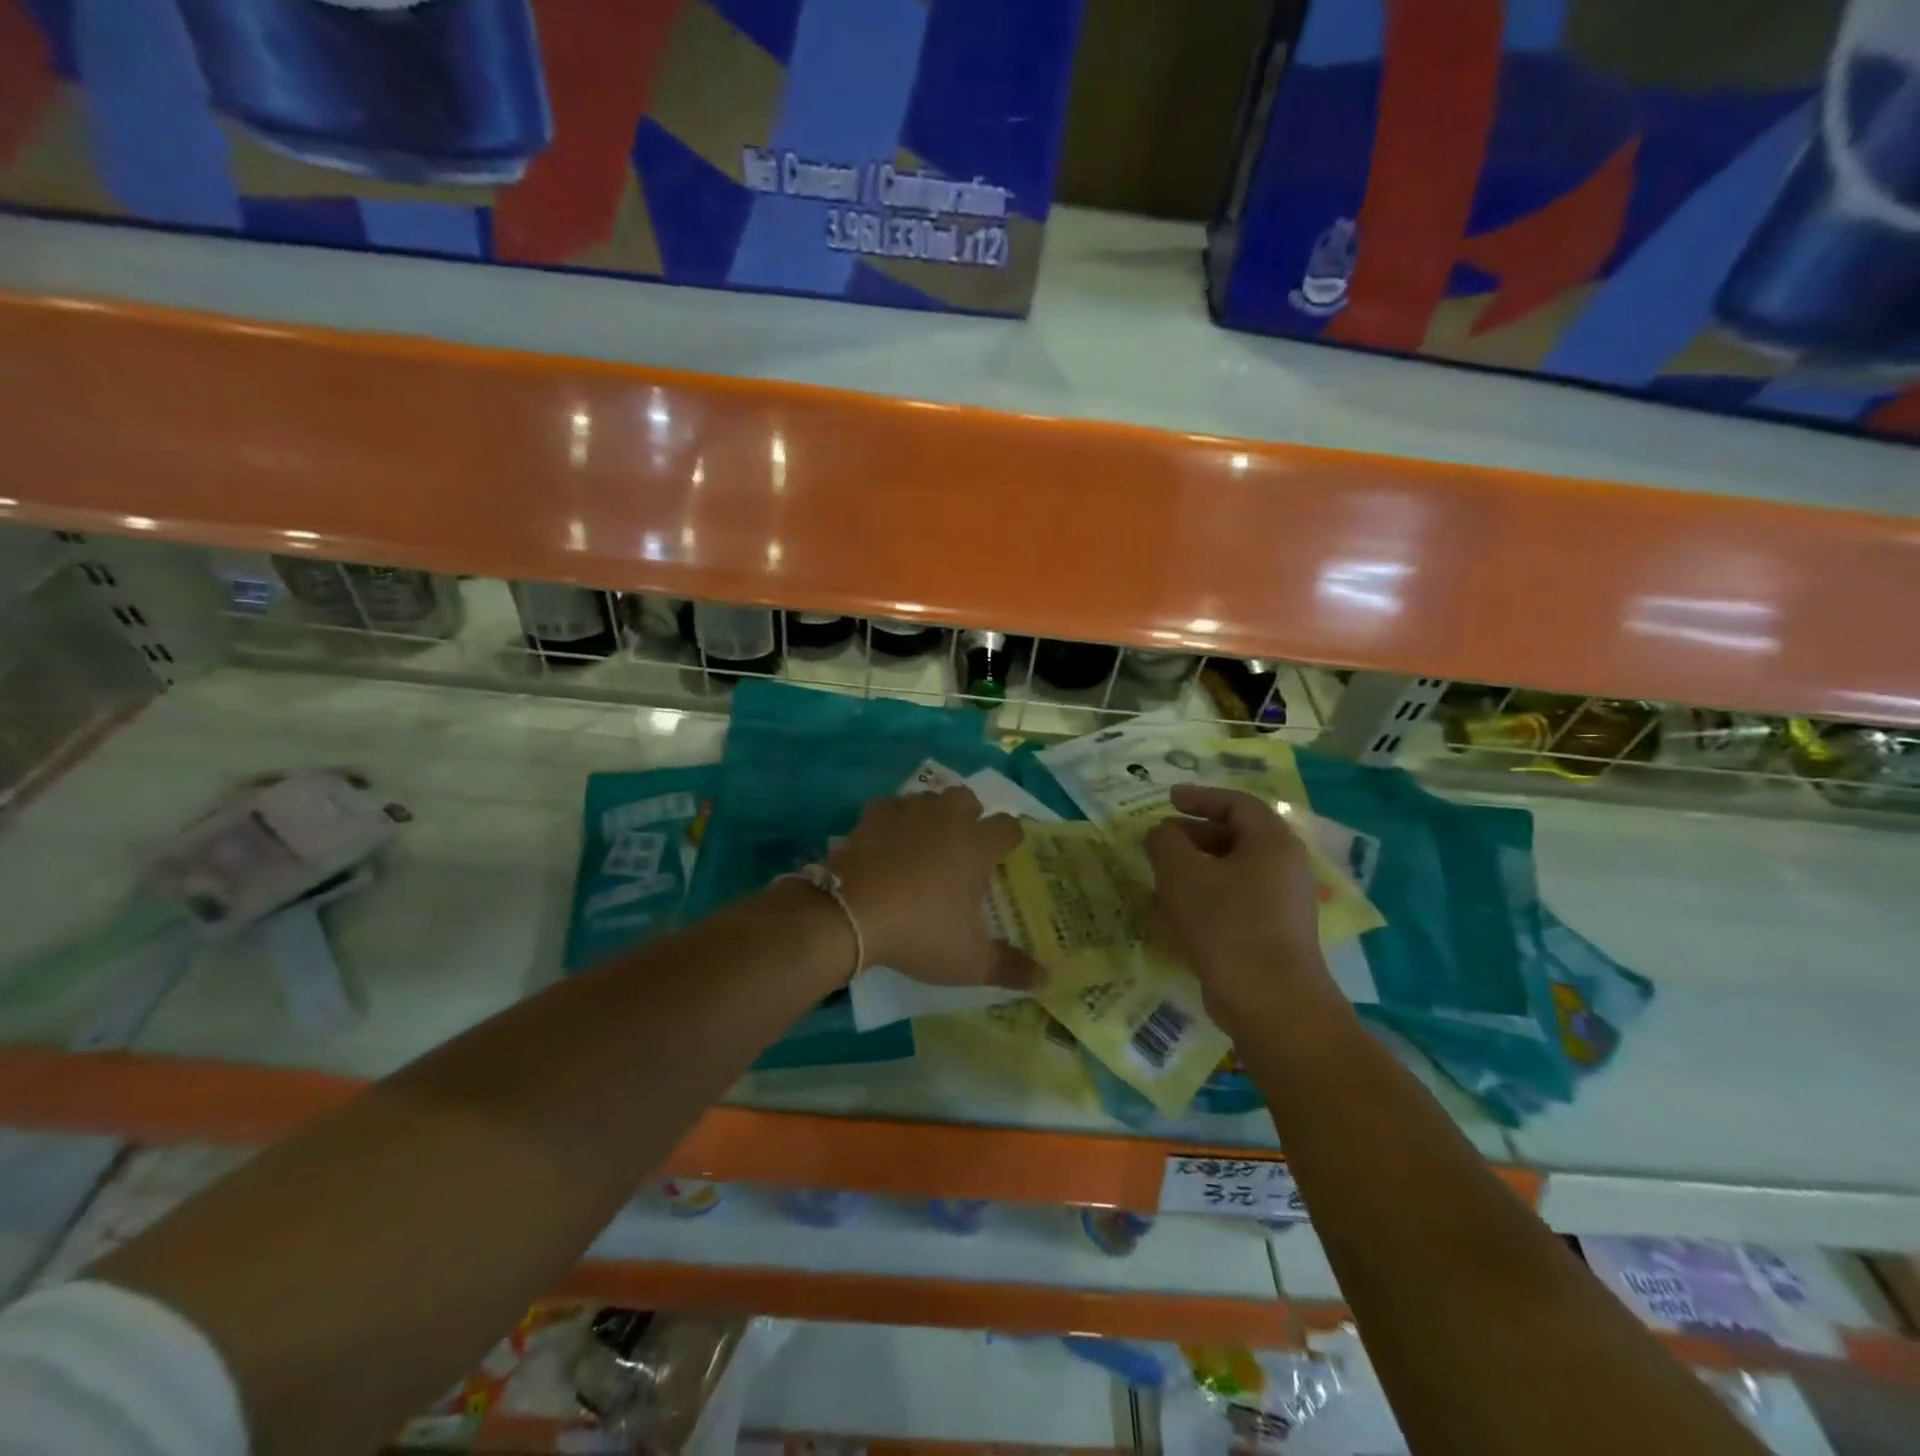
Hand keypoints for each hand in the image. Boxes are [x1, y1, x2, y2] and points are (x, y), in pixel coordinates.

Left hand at [829, 787, 1043, 990]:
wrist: (849, 914)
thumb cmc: (919, 932)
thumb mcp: (968, 961)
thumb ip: (1009, 967)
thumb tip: (1047, 979)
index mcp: (976, 845)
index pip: (1008, 826)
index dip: (1011, 838)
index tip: (1007, 853)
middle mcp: (946, 819)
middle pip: (968, 798)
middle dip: (971, 815)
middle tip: (964, 846)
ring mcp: (907, 812)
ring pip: (930, 798)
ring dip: (934, 813)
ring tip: (927, 842)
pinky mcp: (872, 816)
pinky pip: (892, 806)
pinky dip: (896, 819)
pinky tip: (889, 841)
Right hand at [1145, 784, 1334, 1022]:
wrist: (1271, 1003)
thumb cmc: (1226, 925)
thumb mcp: (1181, 873)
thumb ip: (1165, 841)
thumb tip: (1162, 833)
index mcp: (1272, 841)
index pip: (1237, 803)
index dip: (1200, 796)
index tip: (1168, 799)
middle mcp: (1285, 866)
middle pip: (1236, 836)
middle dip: (1193, 834)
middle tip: (1160, 842)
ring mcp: (1283, 903)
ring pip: (1234, 871)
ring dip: (1196, 868)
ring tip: (1161, 878)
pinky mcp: (1275, 934)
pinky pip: (1237, 900)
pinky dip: (1207, 895)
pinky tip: (1178, 914)